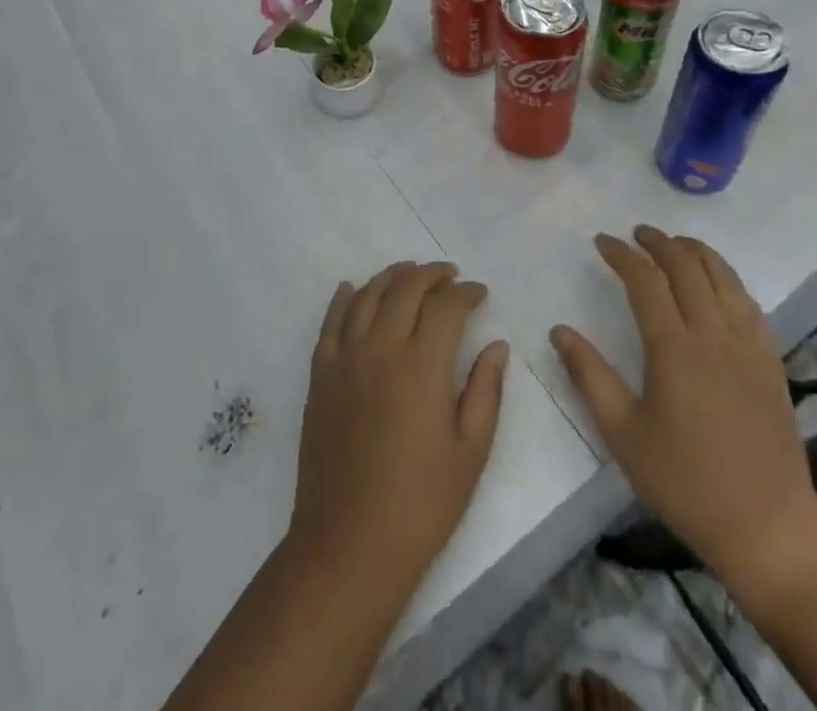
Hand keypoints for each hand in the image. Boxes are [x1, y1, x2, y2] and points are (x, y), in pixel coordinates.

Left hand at [287, 262, 508, 605]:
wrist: (349, 544)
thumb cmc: (421, 504)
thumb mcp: (470, 451)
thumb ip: (485, 391)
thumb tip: (496, 345)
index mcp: (421, 365)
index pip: (446, 306)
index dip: (466, 292)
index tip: (480, 293)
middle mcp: (380, 349)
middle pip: (405, 289)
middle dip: (431, 274)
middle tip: (449, 275)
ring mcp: (344, 360)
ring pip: (366, 296)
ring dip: (391, 276)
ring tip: (409, 272)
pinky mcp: (320, 377)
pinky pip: (329, 323)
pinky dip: (342, 299)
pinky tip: (351, 288)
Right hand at [550, 226, 816, 603]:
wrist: (767, 526)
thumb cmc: (685, 481)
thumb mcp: (623, 433)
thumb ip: (589, 376)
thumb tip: (559, 330)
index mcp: (673, 348)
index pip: (644, 280)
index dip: (621, 254)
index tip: (602, 241)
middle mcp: (712, 333)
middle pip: (686, 266)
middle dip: (658, 242)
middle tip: (636, 235)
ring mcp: (748, 344)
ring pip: (723, 275)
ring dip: (695, 251)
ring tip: (674, 244)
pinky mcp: (771, 360)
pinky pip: (748, 301)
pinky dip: (727, 278)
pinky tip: (716, 283)